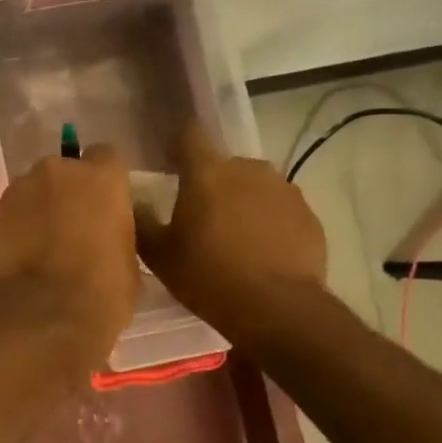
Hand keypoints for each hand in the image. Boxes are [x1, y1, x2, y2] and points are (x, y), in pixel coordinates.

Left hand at [0, 145, 138, 369]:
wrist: (41, 316)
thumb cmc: (101, 292)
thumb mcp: (129, 262)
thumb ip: (117, 232)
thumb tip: (107, 235)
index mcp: (102, 178)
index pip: (107, 157)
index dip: (106, 181)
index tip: (106, 205)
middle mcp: (58, 171)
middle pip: (64, 171)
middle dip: (67, 193)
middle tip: (72, 227)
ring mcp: (19, 188)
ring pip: (33, 190)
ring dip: (38, 209)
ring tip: (41, 246)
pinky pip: (10, 213)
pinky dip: (15, 227)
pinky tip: (19, 257)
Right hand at [134, 121, 326, 337]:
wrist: (277, 309)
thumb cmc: (208, 276)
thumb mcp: (159, 255)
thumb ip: (142, 222)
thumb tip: (133, 201)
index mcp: (207, 172)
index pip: (191, 134)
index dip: (179, 143)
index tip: (171, 162)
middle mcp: (248, 169)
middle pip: (223, 166)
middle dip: (211, 184)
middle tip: (200, 218)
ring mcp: (284, 190)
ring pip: (254, 187)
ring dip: (242, 202)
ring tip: (234, 238)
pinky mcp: (308, 215)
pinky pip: (279, 210)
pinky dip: (269, 223)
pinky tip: (262, 253)